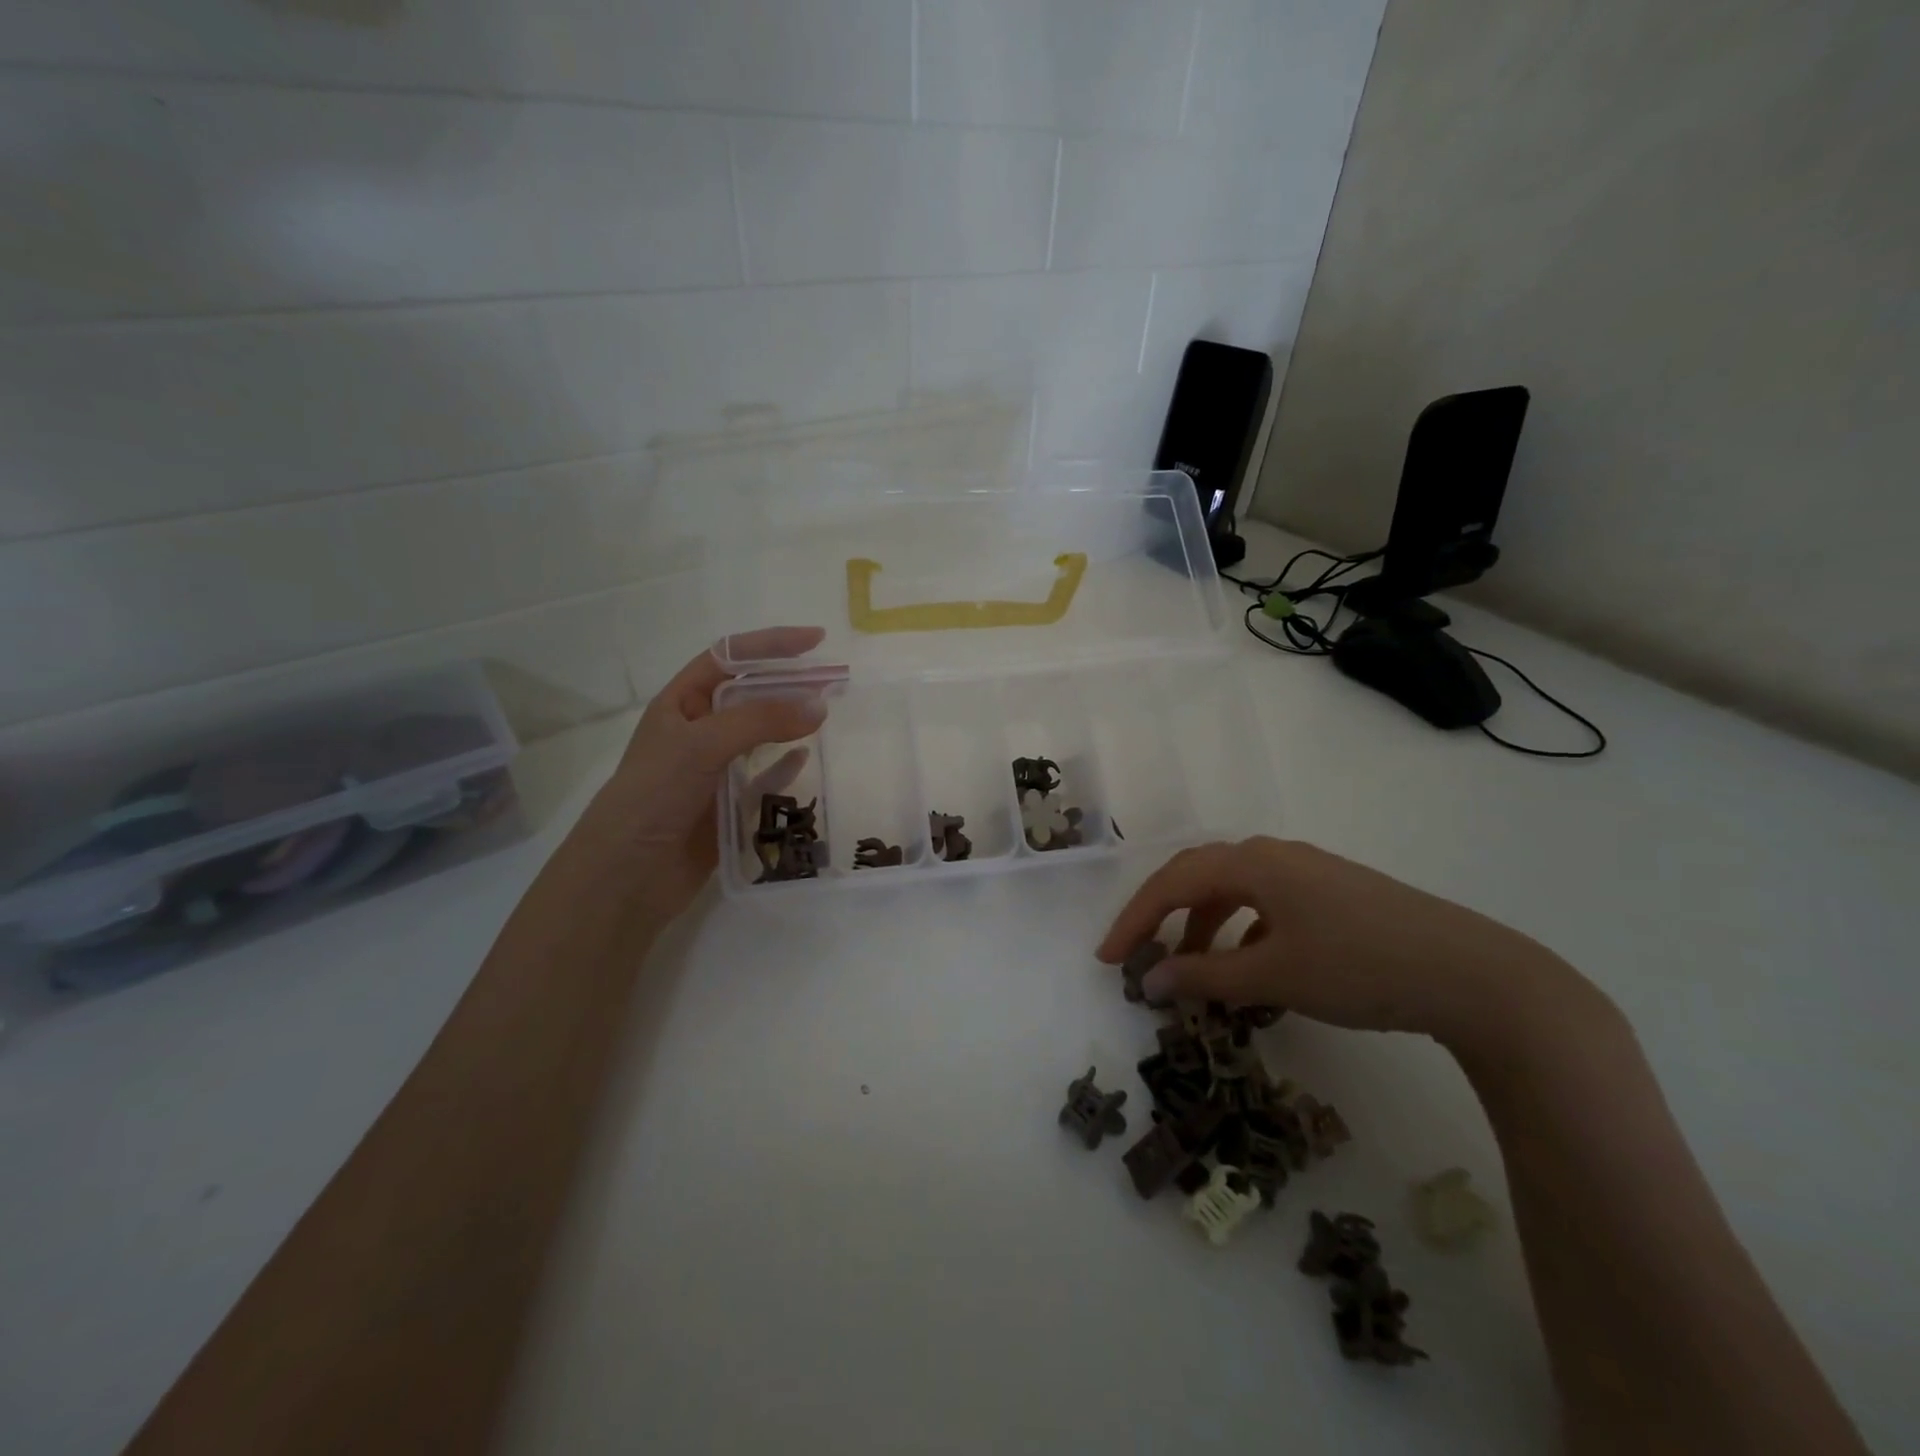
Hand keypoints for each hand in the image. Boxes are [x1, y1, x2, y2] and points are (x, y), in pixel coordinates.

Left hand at [574, 627, 826, 927]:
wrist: (628, 876)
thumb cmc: (654, 796)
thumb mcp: (702, 745)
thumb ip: (760, 721)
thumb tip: (819, 706)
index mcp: (680, 704)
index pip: (728, 658)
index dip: (770, 644)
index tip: (816, 641)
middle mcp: (697, 731)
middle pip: (750, 695)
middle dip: (790, 684)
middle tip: (835, 682)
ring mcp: (712, 769)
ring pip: (760, 735)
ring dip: (791, 723)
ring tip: (829, 715)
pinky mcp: (727, 804)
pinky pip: (763, 777)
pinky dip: (785, 767)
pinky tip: (807, 760)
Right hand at [1096, 837, 1604, 1060]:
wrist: (1471, 973)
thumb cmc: (1360, 966)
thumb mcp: (1274, 975)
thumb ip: (1205, 976)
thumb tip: (1149, 980)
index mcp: (1253, 862)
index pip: (1172, 883)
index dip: (1134, 919)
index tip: (1107, 958)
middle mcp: (1274, 854)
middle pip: (1198, 876)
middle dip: (1163, 916)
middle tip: (1139, 955)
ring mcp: (1307, 870)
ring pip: (1234, 890)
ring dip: (1203, 925)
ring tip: (1194, 968)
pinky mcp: (1332, 892)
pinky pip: (1266, 902)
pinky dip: (1242, 930)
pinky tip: (1251, 964)